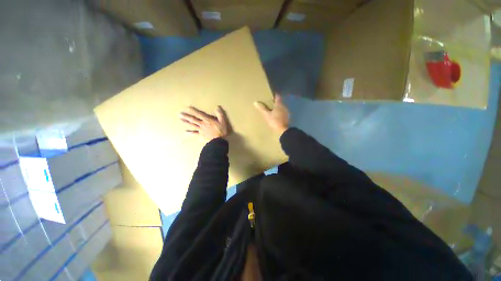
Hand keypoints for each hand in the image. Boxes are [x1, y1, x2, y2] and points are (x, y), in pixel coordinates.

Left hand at [180, 106, 230, 141]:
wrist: (218, 141)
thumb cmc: (221, 131)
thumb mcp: (223, 121)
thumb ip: (220, 114)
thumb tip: (217, 107)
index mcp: (207, 120)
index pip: (199, 114)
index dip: (193, 110)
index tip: (187, 108)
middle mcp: (202, 124)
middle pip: (193, 119)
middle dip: (187, 116)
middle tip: (180, 114)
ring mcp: (200, 130)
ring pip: (192, 125)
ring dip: (186, 122)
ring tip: (181, 119)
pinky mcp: (200, 136)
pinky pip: (194, 134)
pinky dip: (189, 133)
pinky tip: (185, 132)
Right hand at [254, 95, 289, 134]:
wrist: (283, 130)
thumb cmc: (274, 121)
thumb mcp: (266, 115)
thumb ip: (262, 108)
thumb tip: (255, 102)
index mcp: (279, 104)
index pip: (277, 96)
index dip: (274, 95)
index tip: (269, 95)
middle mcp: (284, 106)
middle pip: (279, 102)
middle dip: (274, 102)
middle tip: (268, 103)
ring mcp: (286, 112)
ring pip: (281, 107)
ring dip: (277, 107)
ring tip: (271, 109)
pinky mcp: (287, 117)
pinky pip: (282, 112)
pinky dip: (279, 112)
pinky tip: (275, 115)